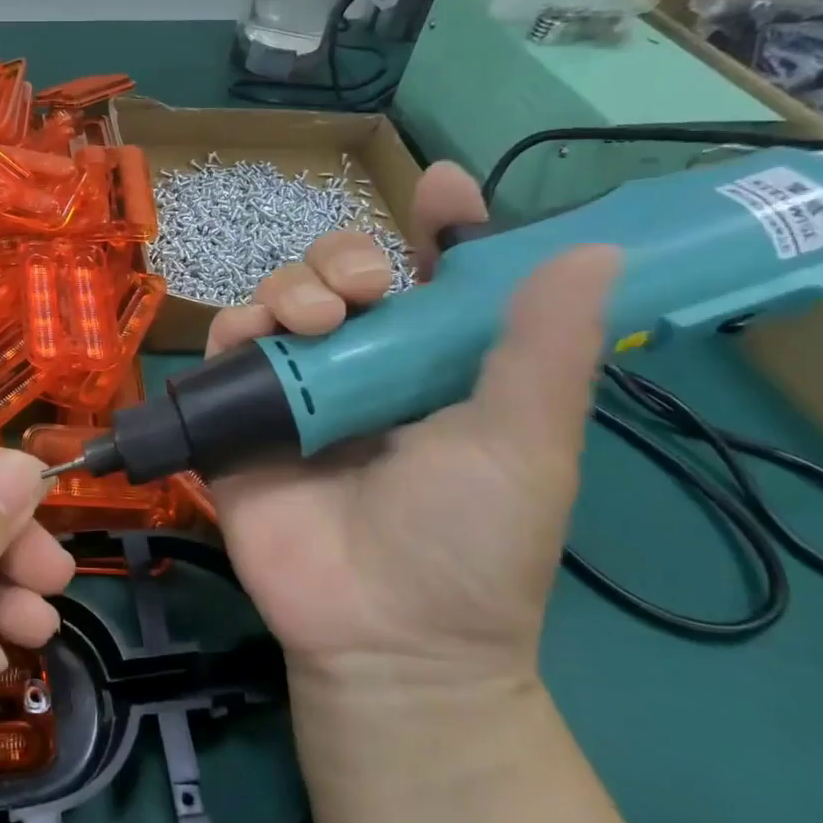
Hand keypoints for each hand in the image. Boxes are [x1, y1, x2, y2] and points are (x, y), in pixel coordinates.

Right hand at [204, 163, 617, 695]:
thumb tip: (596, 251)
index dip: (439, 227)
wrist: (384, 634)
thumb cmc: (468, 539)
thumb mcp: (525, 443)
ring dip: (293, 287)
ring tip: (315, 320)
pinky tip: (254, 337)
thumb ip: (545, 348)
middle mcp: (362, 365)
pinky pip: (226, 349)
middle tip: (366, 287)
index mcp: (433, 365)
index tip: (443, 187)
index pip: (433, 276)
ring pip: (281, 299)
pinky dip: (236, 329)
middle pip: (341, 274)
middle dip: (345, 257)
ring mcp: (298, 389)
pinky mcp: (241, 415)